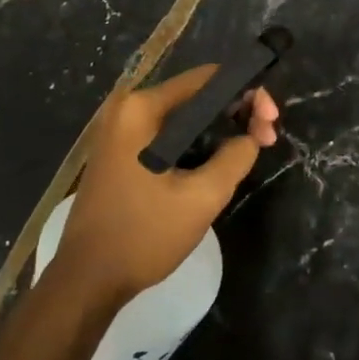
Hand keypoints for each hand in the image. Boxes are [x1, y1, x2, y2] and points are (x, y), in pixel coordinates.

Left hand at [52, 66, 279, 306]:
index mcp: (142, 109)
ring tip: (250, 150)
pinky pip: (170, 134)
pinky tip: (220, 161)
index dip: (248, 94)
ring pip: (186, 117)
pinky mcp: (122, 152)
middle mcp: (128, 109)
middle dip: (237, 112)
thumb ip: (236, 156)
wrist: (87, 280)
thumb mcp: (202, 197)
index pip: (209, 79)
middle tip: (266, 139)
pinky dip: (198, 143)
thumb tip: (252, 135)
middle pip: (198, 95)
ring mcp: (121, 131)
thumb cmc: (143, 235)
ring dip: (220, 129)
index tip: (271, 121)